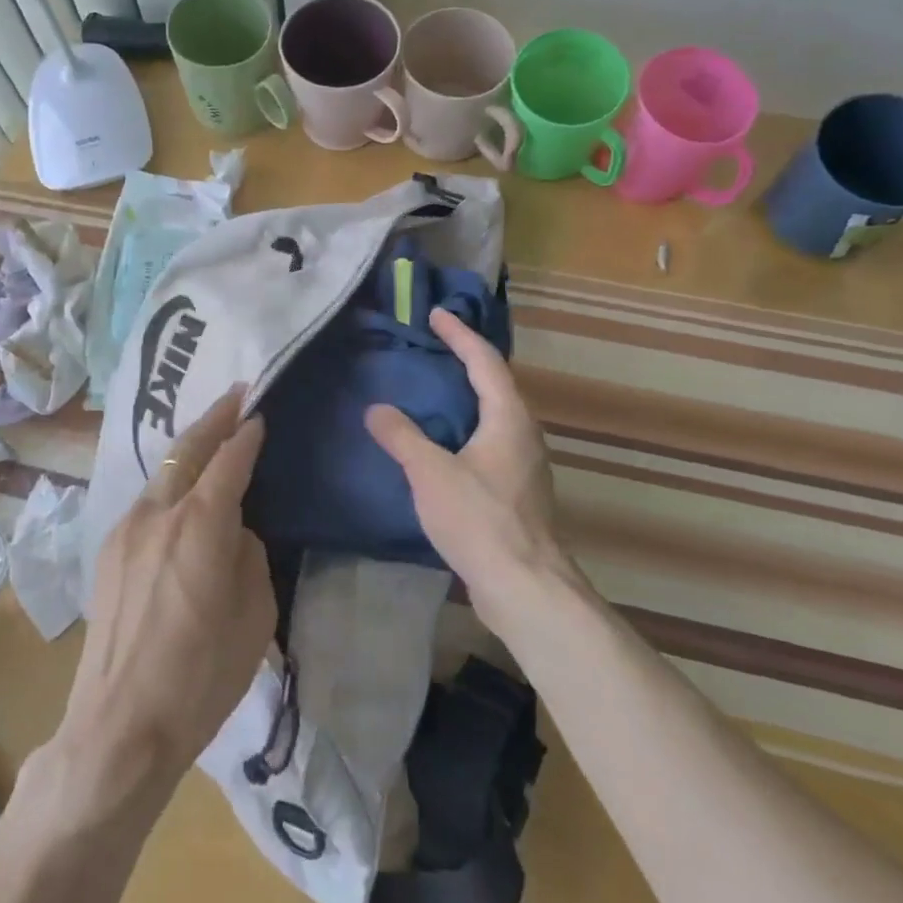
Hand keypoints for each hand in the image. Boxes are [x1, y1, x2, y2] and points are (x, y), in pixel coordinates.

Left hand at [50, 388, 273, 811]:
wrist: (119, 725)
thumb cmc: (201, 677)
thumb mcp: (254, 616)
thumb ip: (248, 555)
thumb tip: (235, 532)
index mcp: (200, 524)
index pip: (229, 460)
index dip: (246, 434)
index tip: (259, 413)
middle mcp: (158, 512)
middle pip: (188, 448)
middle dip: (214, 418)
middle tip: (236, 394)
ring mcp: (126, 529)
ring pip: (163, 471)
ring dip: (189, 448)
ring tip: (211, 435)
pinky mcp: (109, 550)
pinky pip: (147, 500)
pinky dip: (170, 481)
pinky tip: (181, 490)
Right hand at [365, 308, 570, 627]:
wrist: (525, 587)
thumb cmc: (480, 520)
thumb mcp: (431, 473)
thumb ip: (402, 436)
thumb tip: (377, 409)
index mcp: (508, 417)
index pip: (484, 360)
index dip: (459, 334)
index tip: (436, 315)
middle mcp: (524, 433)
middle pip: (495, 384)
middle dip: (465, 361)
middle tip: (432, 347)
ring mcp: (525, 464)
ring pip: (495, 415)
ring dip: (467, 396)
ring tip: (433, 390)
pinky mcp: (519, 491)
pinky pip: (491, 441)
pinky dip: (467, 427)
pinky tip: (444, 443)